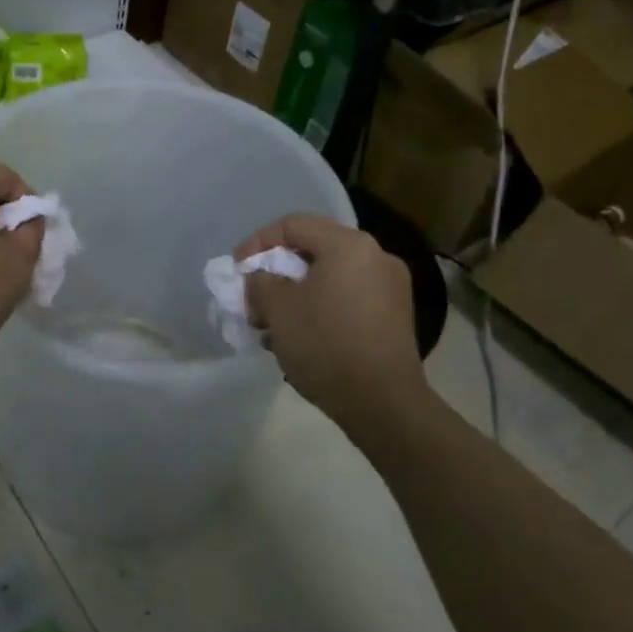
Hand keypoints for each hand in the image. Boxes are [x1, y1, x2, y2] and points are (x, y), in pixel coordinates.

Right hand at [239, 214, 427, 434]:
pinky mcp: (395, 316)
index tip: (237, 269)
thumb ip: (260, 282)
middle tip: (253, 295)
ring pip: (330, 275)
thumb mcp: (278, 310)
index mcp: (348, 245)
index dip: (258, 242)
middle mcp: (375, 256)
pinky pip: (348, 296)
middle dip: (277, 271)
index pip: (293, 225)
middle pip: (314, 249)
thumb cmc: (326, 346)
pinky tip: (301, 335)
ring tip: (271, 322)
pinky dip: (321, 305)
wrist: (385, 406)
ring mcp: (390, 287)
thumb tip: (261, 278)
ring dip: (297, 292)